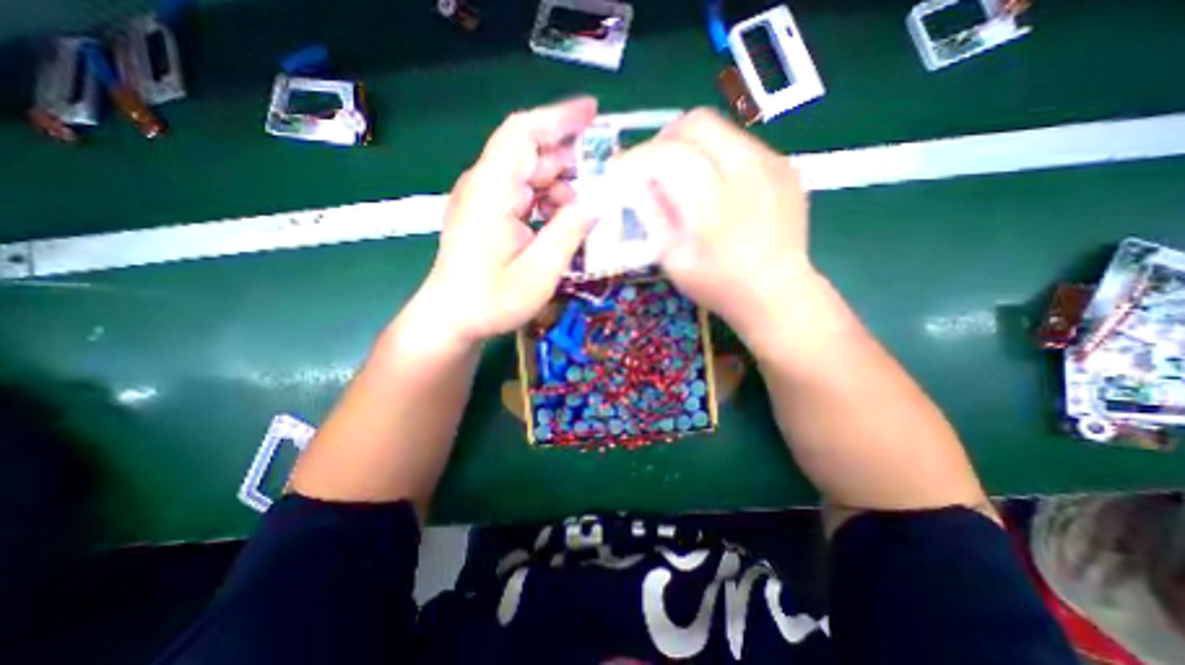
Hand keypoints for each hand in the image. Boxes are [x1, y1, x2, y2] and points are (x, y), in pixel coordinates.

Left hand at [403, 98, 601, 348]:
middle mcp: (484, 186)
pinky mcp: (487, 214)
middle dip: (569, 159)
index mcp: (491, 192)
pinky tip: (563, 220)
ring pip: (528, 174)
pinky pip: (522, 194)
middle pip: (529, 153)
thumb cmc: (491, 301)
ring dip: (560, 184)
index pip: (522, 133)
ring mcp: (484, 200)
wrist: (451, 320)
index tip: (594, 114)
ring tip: (587, 207)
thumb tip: (598, 201)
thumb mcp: (539, 272)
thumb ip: (569, 232)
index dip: (558, 118)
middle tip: (604, 177)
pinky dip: (547, 201)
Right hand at [615, 110, 820, 336]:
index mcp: (714, 204)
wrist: (778, 293)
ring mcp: (773, 164)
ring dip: (691, 146)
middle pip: (697, 123)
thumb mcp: (673, 260)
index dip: (638, 157)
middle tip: (650, 166)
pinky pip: (741, 144)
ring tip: (681, 176)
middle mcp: (748, 172)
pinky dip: (716, 156)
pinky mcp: (787, 167)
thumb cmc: (719, 286)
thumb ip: (654, 216)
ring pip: (721, 128)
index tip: (620, 169)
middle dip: (664, 139)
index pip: (669, 154)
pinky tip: (714, 185)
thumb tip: (639, 183)